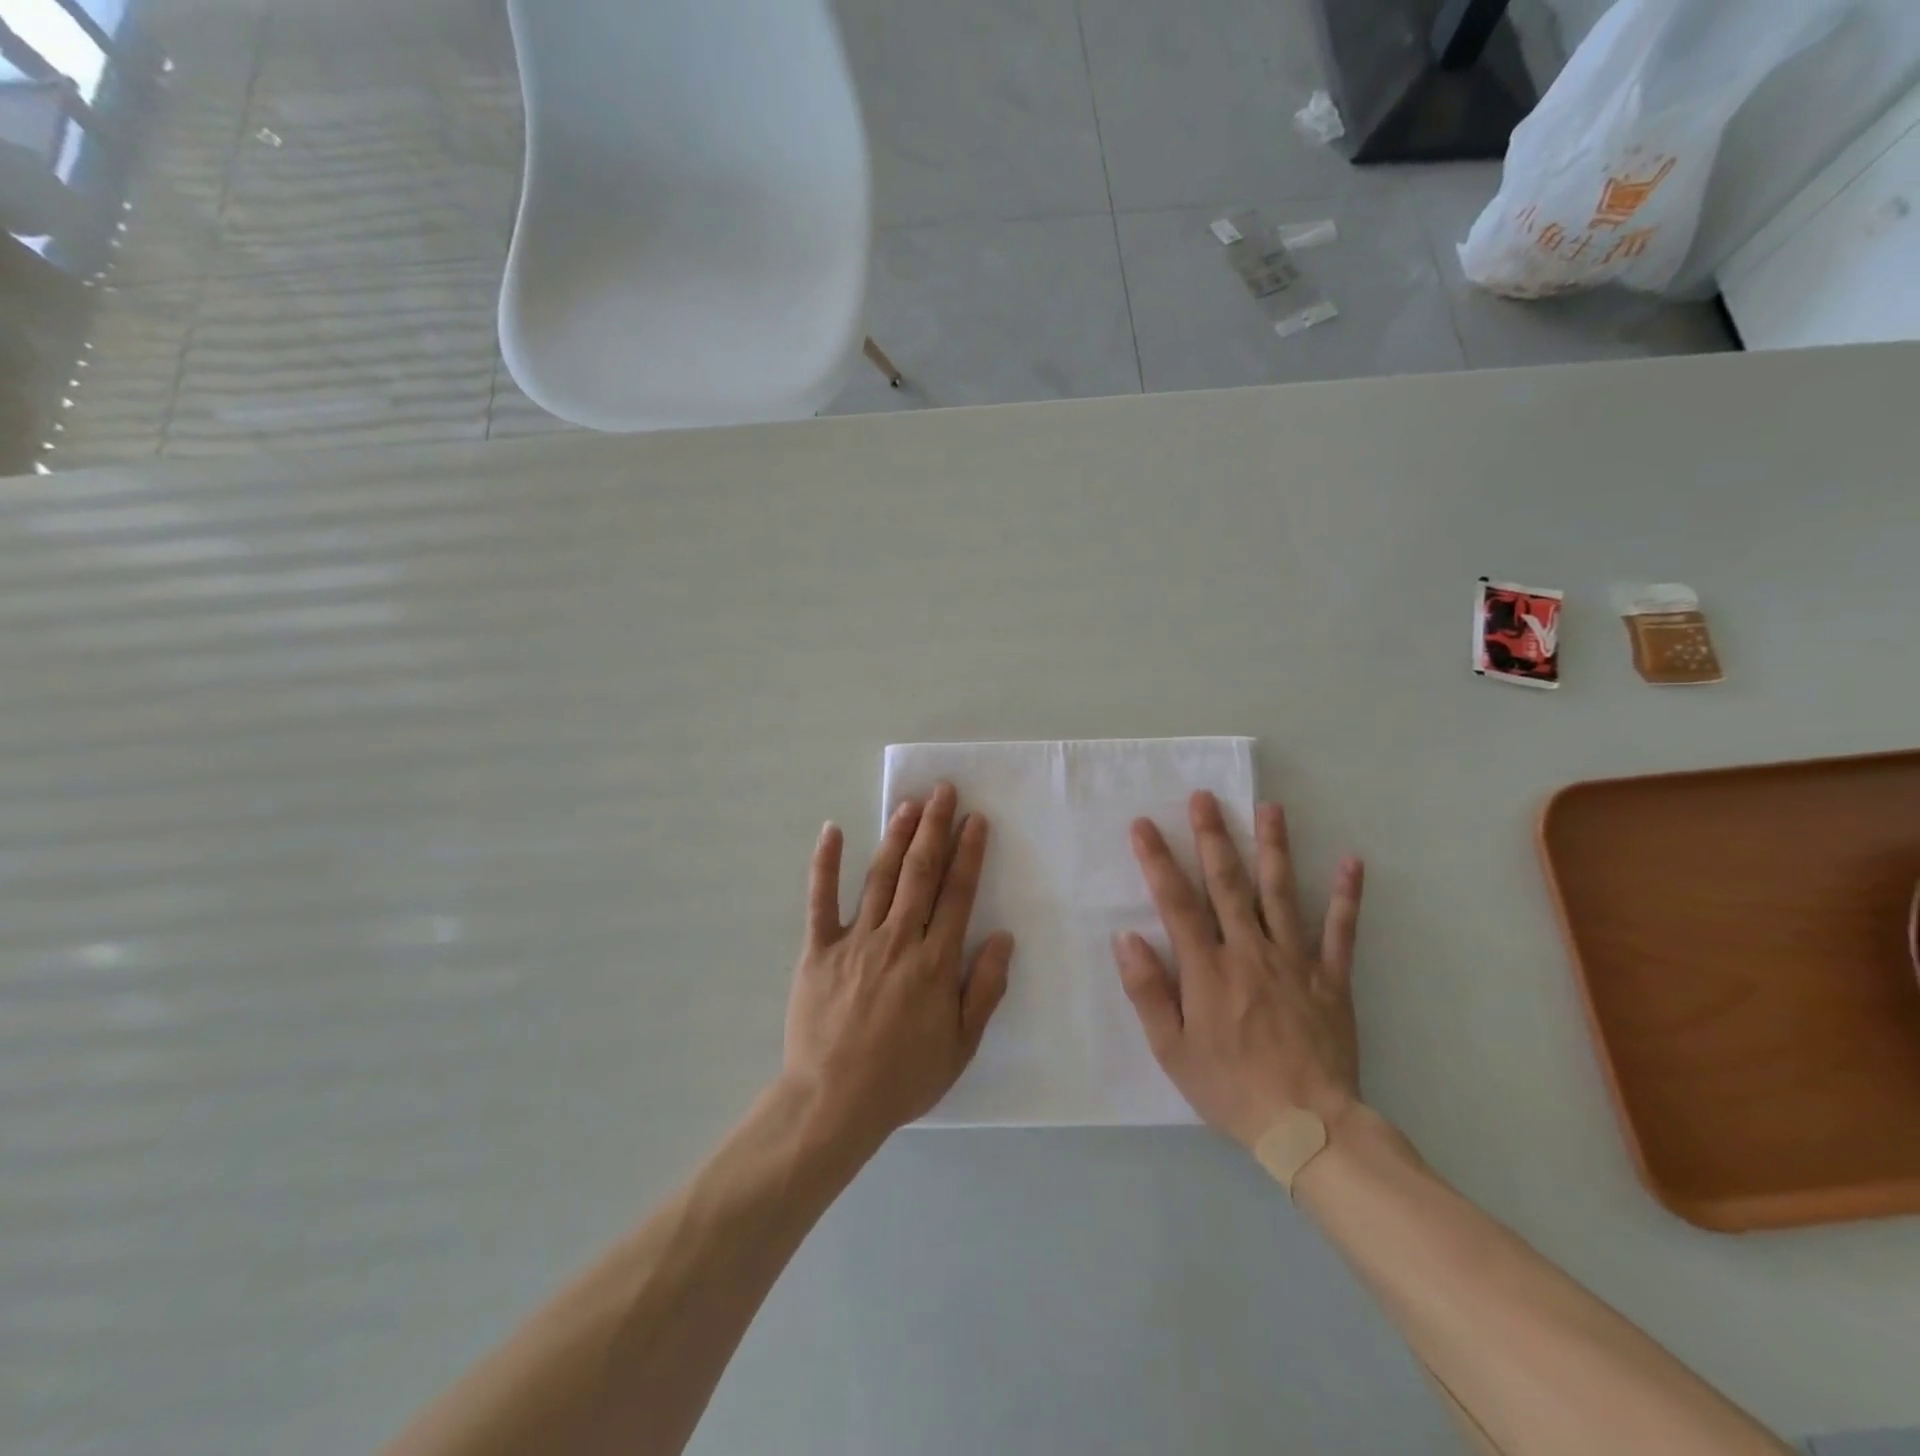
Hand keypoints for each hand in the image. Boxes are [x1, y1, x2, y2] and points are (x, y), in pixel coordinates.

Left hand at [783, 782, 1014, 1149]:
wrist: (833, 1103)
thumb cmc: (903, 1077)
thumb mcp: (961, 1045)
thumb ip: (984, 989)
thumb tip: (1004, 938)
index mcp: (935, 963)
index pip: (957, 895)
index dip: (969, 854)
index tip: (976, 820)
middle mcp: (898, 940)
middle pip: (921, 873)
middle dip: (935, 828)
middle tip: (944, 791)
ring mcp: (855, 941)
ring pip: (880, 877)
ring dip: (896, 836)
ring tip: (909, 803)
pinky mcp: (818, 950)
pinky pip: (820, 900)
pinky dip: (825, 864)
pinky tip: (832, 830)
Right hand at [1112, 791, 1364, 1149]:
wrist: (1307, 1127)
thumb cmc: (1229, 1087)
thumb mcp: (1170, 1048)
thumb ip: (1147, 990)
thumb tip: (1126, 937)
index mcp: (1207, 968)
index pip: (1176, 902)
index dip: (1157, 861)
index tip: (1143, 825)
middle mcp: (1249, 951)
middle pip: (1228, 884)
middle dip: (1213, 837)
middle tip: (1205, 797)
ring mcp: (1294, 961)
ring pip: (1281, 894)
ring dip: (1274, 848)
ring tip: (1269, 808)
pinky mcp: (1330, 979)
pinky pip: (1340, 932)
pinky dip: (1346, 896)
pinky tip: (1351, 861)